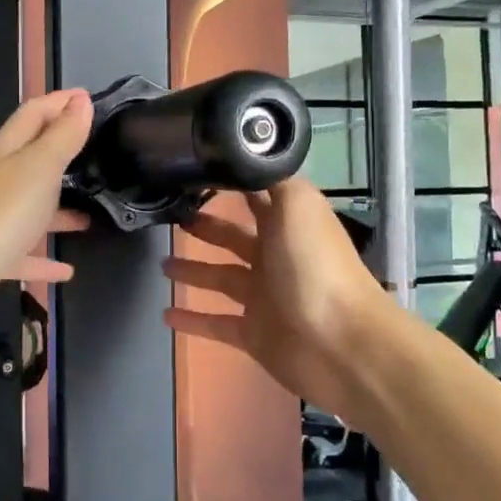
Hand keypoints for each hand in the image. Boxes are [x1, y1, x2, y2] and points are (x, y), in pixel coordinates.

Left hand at [0, 89, 94, 342]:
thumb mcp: (38, 168)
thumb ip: (62, 136)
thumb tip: (81, 101)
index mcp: (3, 152)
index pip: (33, 114)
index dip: (60, 102)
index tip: (88, 97)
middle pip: (29, 160)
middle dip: (60, 155)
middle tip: (96, 156)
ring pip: (27, 208)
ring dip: (57, 210)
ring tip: (90, 216)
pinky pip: (20, 254)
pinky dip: (42, 258)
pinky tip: (65, 270)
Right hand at [162, 178, 390, 426]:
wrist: (340, 344)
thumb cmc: (316, 266)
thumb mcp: (299, 205)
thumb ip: (274, 179)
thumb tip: (251, 157)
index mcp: (288, 225)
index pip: (258, 196)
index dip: (232, 184)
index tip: (196, 171)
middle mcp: (275, 257)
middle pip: (234, 237)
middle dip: (207, 227)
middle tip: (173, 219)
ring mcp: (264, 298)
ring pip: (221, 278)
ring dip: (192, 271)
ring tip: (161, 264)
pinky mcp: (253, 334)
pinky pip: (216, 323)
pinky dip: (192, 321)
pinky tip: (166, 315)